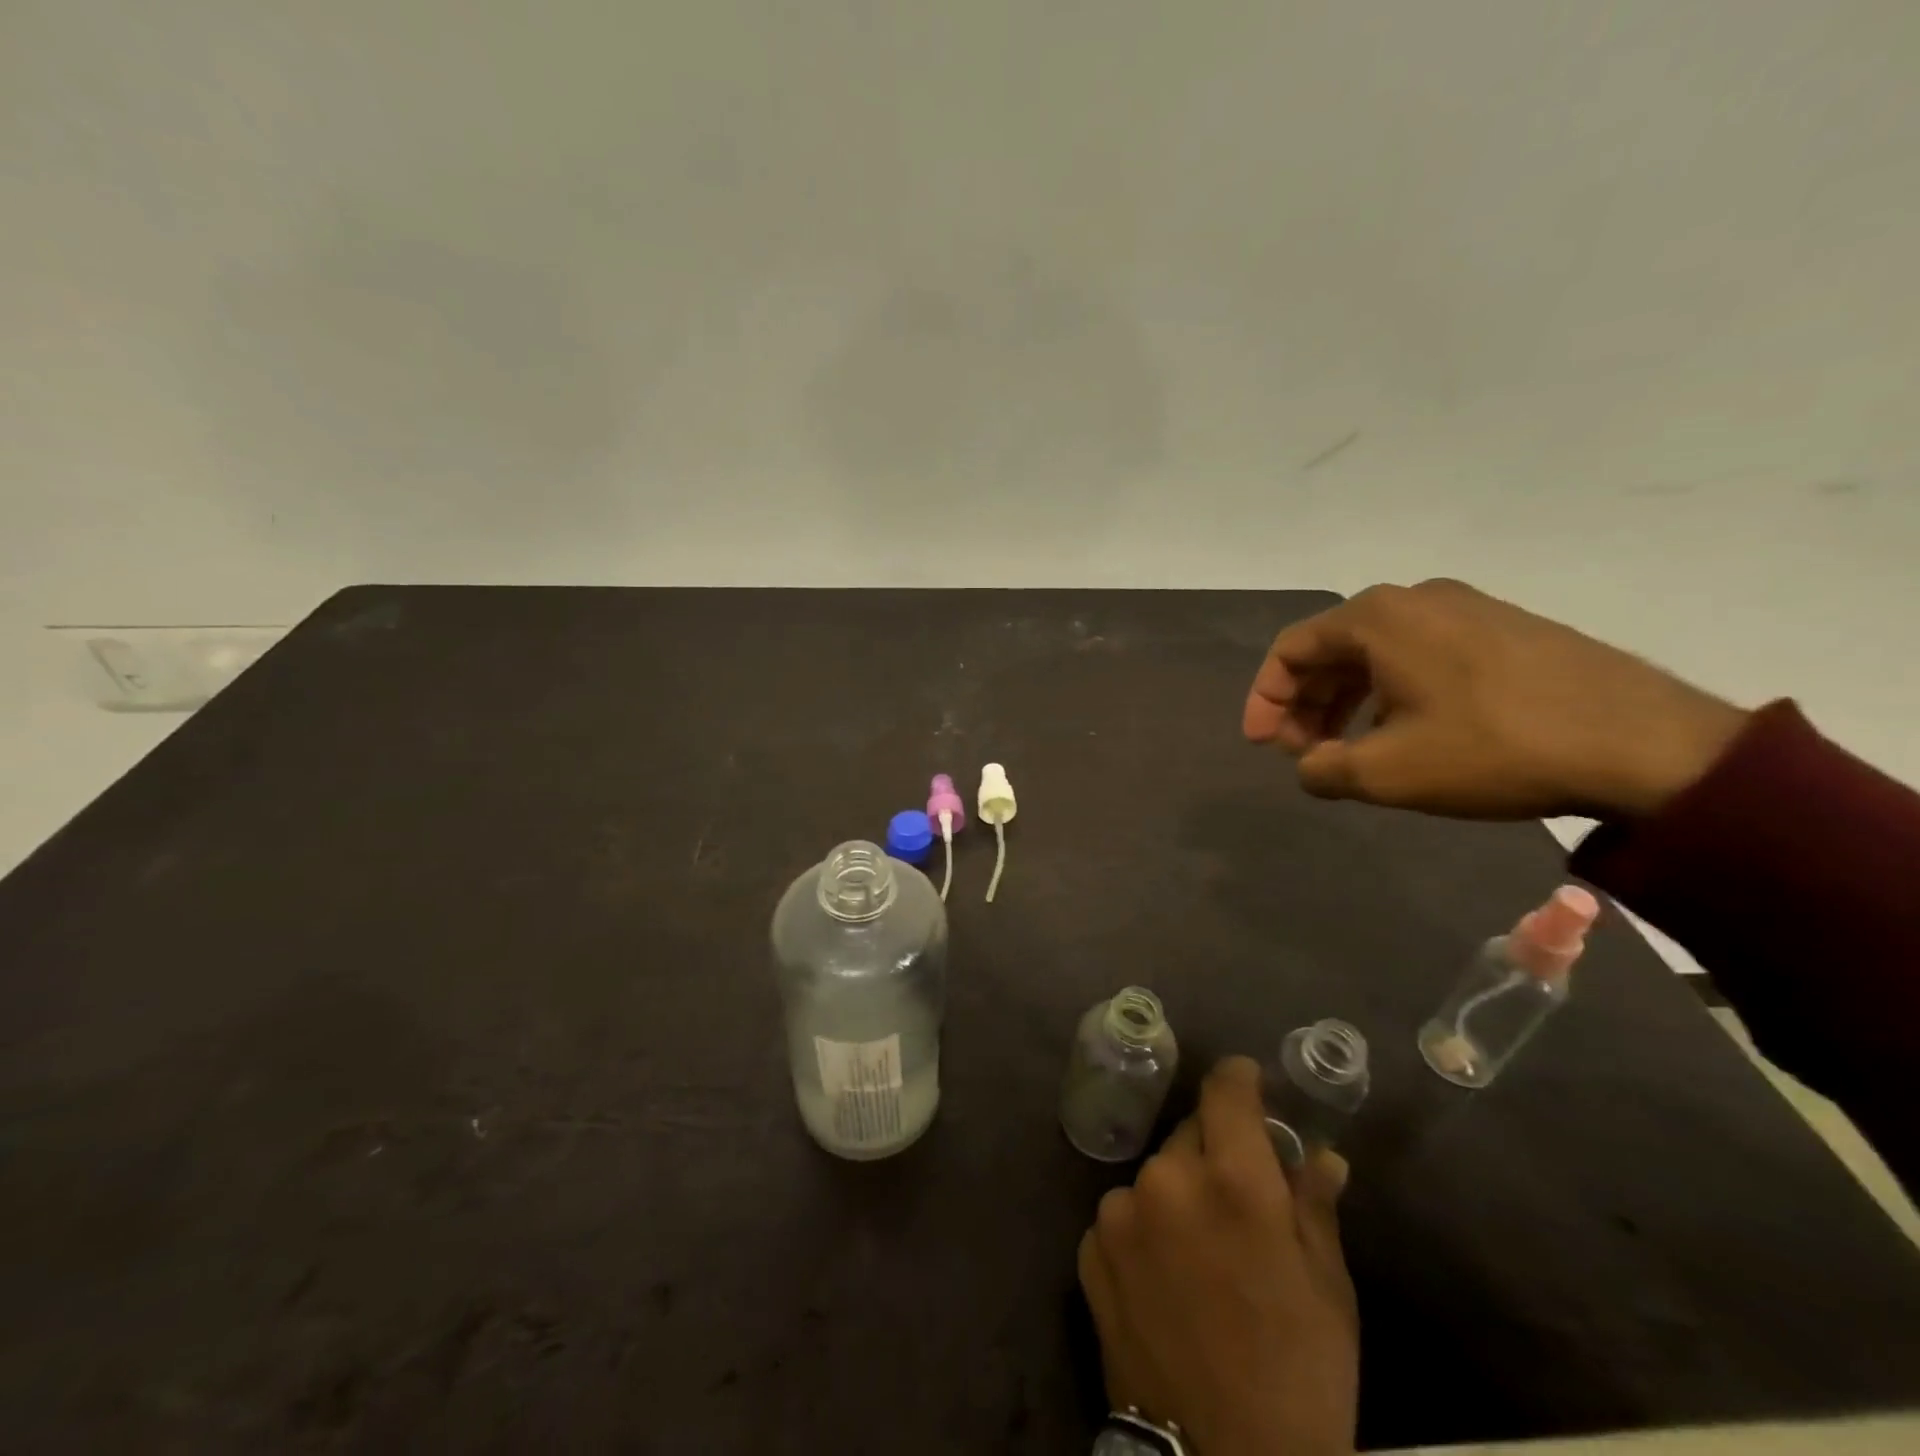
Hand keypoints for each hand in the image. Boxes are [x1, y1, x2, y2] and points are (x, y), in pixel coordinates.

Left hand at [1078, 1058, 1357, 1455]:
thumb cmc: (1298, 1375)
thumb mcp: (1328, 1289)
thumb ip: (1314, 1204)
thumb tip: (1323, 1155)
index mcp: (1233, 1179)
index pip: (1226, 1091)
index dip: (1239, 1080)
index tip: (1248, 1083)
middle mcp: (1166, 1178)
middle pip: (1190, 1134)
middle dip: (1215, 1150)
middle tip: (1236, 1198)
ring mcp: (1120, 1212)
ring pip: (1156, 1175)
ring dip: (1177, 1194)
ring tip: (1200, 1254)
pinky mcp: (1090, 1247)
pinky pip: (1125, 1215)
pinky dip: (1144, 1229)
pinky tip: (1164, 1279)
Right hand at [1242, 579, 1748, 819]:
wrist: (1644, 743)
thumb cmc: (1492, 748)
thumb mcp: (1386, 772)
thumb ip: (1322, 770)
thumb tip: (1309, 767)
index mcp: (1377, 618)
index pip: (1291, 650)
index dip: (1265, 699)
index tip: (1263, 746)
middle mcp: (1416, 599)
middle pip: (1333, 649)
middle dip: (1306, 704)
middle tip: (1303, 754)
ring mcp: (1467, 609)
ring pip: (1378, 653)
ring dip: (1347, 701)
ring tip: (1349, 750)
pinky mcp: (1506, 629)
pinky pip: (1422, 655)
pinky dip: (1392, 693)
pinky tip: (1406, 733)